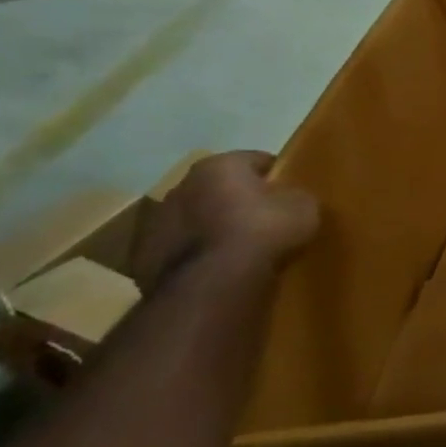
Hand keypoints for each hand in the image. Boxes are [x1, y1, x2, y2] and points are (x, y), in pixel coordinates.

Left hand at [129, 151, 319, 289]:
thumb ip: (296, 197)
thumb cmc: (262, 233)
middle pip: (218, 189)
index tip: (291, 194)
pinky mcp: (141, 260)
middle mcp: (180, 186)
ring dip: (213, 229)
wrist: (211, 287)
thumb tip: (289, 201)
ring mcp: (154, 225)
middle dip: (238, 201)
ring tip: (240, 251)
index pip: (256, 160)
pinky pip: (180, 251)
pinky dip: (197, 257)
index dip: (277, 176)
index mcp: (218, 166)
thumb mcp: (304, 208)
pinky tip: (218, 272)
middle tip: (266, 222)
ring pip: (195, 220)